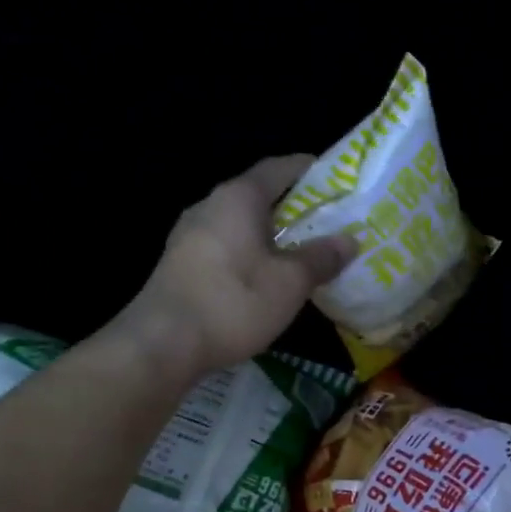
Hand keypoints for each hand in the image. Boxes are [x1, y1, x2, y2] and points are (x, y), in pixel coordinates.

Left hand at [120, 155, 355, 379]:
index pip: (279, 167)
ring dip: (270, 233)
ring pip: (240, 223)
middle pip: (258, 195)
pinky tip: (265, 276)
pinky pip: (224, 245)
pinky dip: (249, 252)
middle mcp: (210, 205)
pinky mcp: (179, 263)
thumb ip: (320, 258)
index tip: (336, 178)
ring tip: (301, 251)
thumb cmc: (233, 301)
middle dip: (293, 206)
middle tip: (328, 221)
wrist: (162, 343)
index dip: (309, 169)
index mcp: (238, 197)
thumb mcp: (290, 282)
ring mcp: (189, 235)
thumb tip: (348, 240)